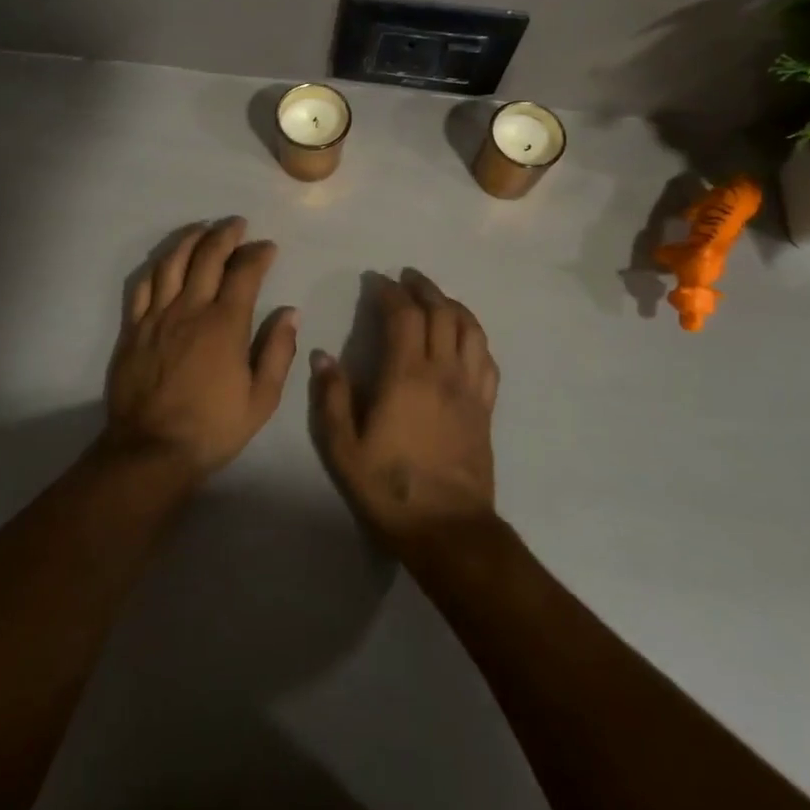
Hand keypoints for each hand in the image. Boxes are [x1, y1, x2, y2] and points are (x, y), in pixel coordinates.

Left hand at [103, 218, 298, 476]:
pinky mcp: (133, 328)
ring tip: (203, 229)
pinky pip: (143, 285)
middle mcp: (190, 309)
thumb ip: (277, 351)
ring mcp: (157, 316)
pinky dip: (158, 266)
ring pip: (173, 262)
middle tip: (237, 224)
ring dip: (190, 239)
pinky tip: (167, 261)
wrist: (151, 450)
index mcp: (225, 324)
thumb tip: (290, 312)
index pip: (244, 272)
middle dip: (225, 234)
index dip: (258, 254)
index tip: (268, 247)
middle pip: (207, 256)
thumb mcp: (261, 399)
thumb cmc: (212, 427)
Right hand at [311, 270, 499, 547]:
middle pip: (441, 312)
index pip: (404, 315)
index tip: (376, 282)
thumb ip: (331, 398)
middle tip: (407, 278)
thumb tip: (322, 356)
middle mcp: (443, 371)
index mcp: (407, 375)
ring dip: (453, 305)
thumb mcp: (344, 449)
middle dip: (423, 288)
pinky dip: (475, 337)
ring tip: (436, 299)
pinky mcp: (485, 407)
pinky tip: (464, 338)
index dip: (390, 292)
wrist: (448, 530)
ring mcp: (469, 388)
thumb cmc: (390, 488)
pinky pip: (487, 358)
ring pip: (470, 329)